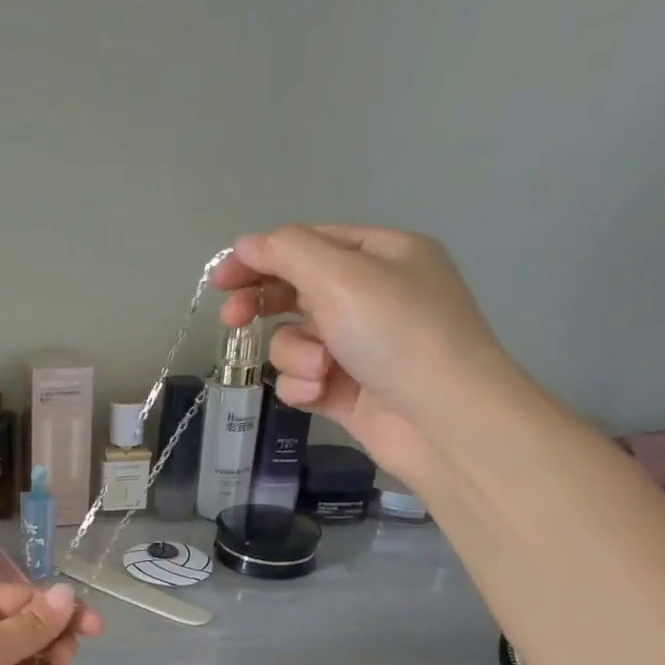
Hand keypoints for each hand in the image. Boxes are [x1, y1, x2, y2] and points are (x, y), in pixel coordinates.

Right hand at [212, 225, 519, 486]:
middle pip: (295, 291)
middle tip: (233, 320)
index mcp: (382, 255)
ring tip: (322, 369)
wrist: (443, 420)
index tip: (221, 279)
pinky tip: (323, 393)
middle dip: (263, 306)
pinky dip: (304, 384)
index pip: (308, 244)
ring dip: (295, 355)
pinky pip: (302, 378)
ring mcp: (358, 346)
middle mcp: (372, 296)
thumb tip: (245, 245)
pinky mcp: (346, 389)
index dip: (260, 257)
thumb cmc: (397, 334)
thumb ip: (286, 252)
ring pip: (293, 340)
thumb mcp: (340, 276)